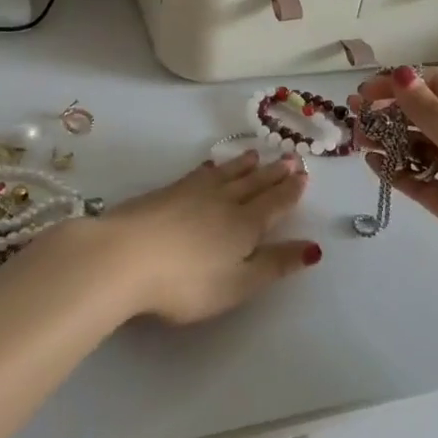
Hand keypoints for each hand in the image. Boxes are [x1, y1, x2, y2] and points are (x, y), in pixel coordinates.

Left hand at [68, 150, 317, 324]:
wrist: (124, 256)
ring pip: (227, 174)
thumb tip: (313, 248)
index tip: (303, 175)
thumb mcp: (238, 283)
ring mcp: (192, 193)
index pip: (274, 204)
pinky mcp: (166, 192)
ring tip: (256, 154)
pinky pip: (199, 173)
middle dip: (273, 173)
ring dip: (244, 165)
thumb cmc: (186, 282)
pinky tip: (210, 166)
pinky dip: (212, 168)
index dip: (290, 191)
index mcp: (245, 225)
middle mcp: (223, 202)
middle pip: (253, 184)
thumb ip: (274, 265)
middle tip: (289, 158)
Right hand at [351, 66, 437, 294]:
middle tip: (354, 115)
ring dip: (386, 140)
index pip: (435, 85)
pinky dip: (395, 170)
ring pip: (415, 146)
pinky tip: (372, 164)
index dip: (400, 84)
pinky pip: (416, 178)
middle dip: (387, 112)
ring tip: (357, 140)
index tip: (366, 91)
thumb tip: (402, 73)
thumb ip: (429, 111)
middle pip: (422, 115)